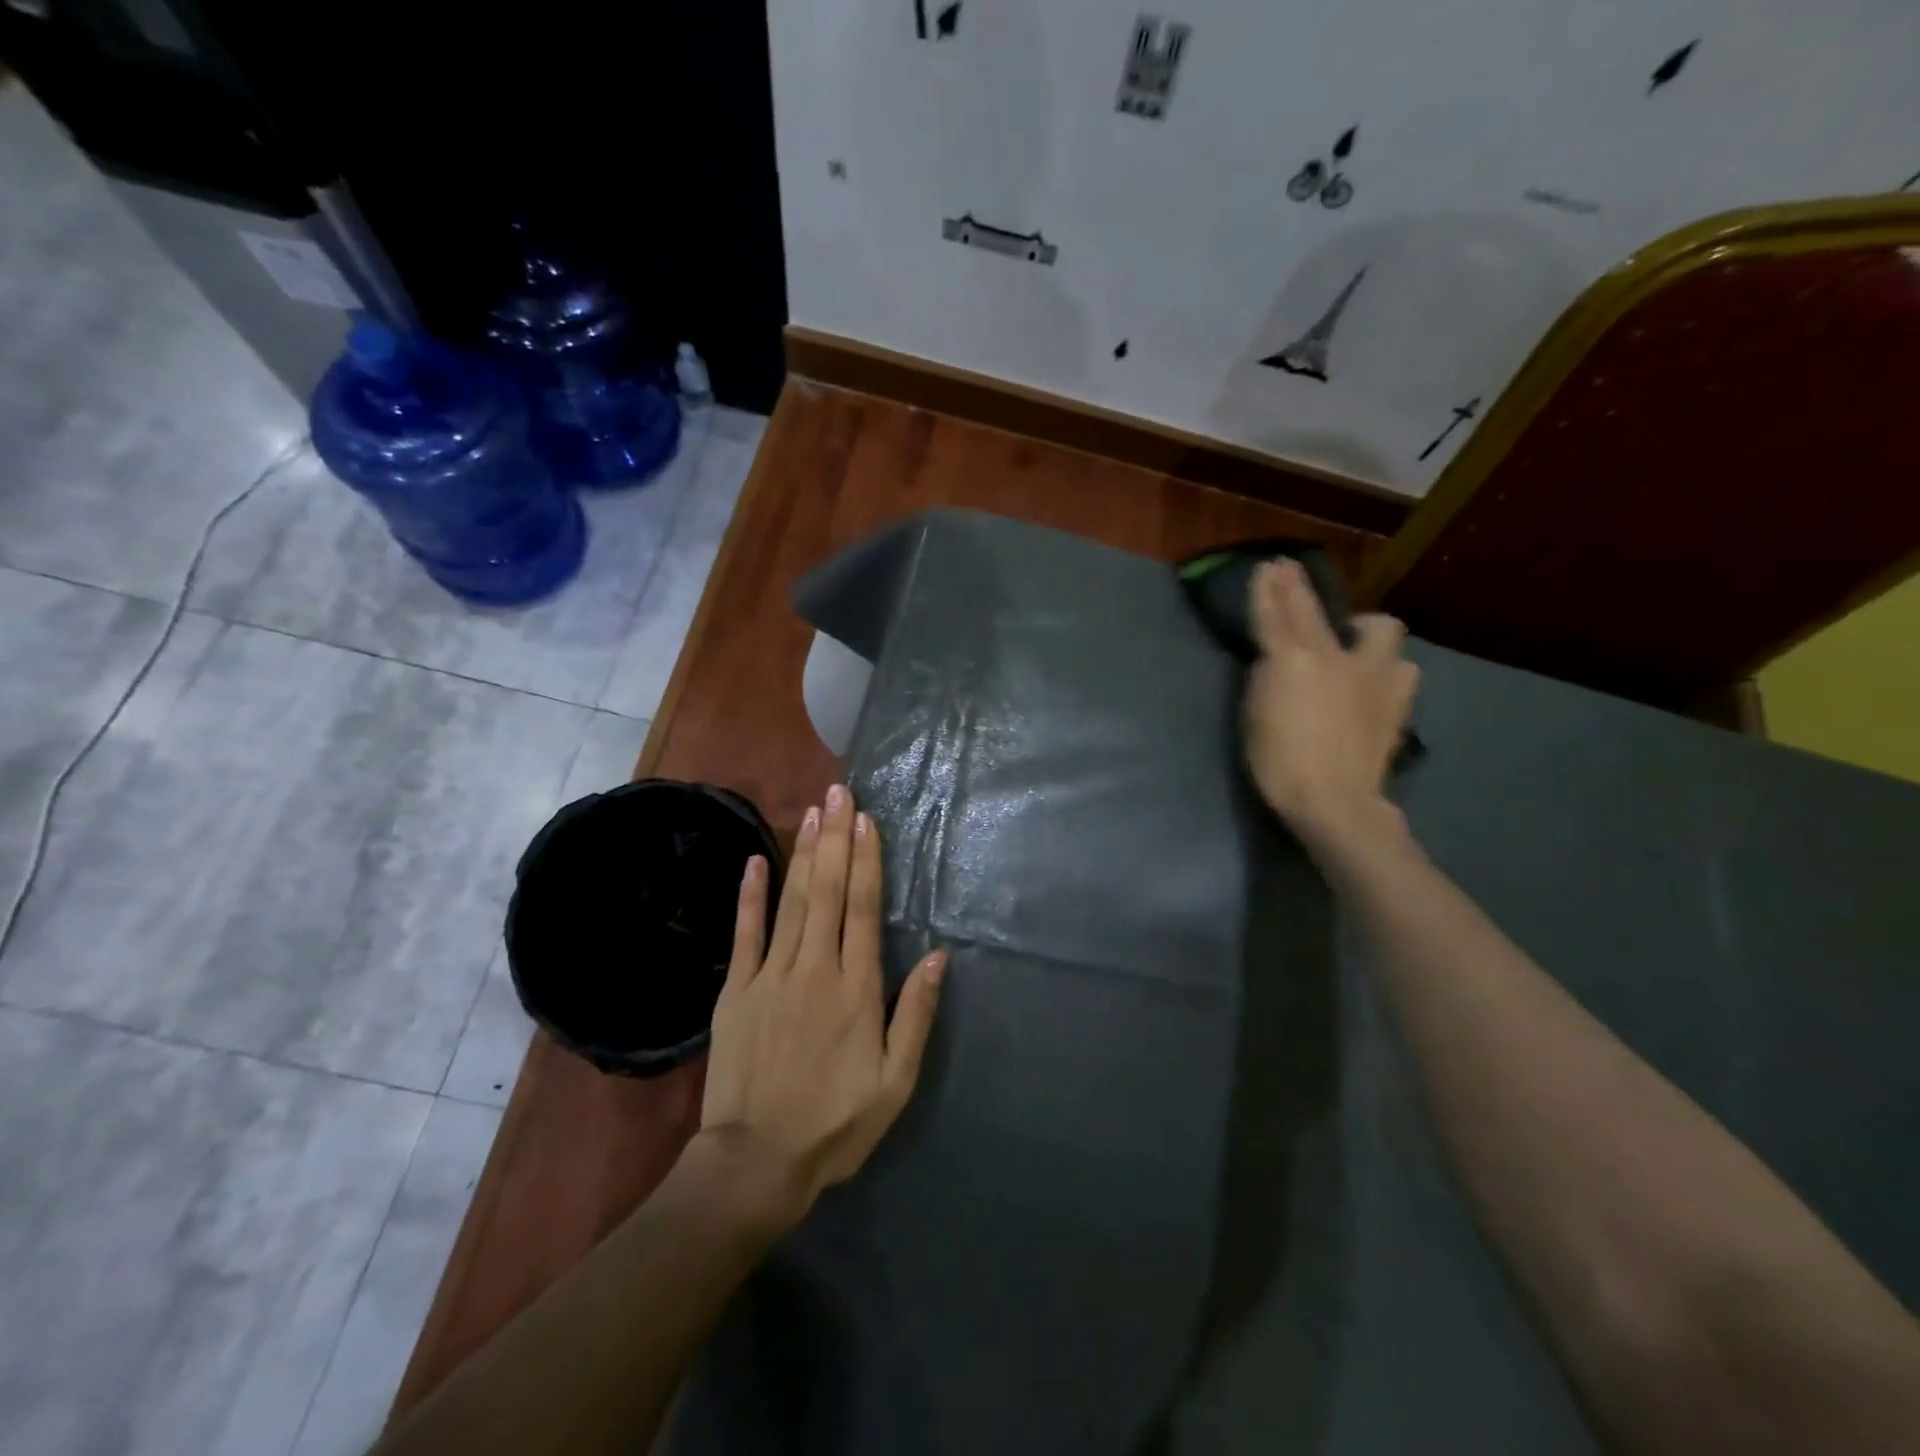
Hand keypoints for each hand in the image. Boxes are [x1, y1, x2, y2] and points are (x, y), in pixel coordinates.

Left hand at [699, 785, 947, 1224]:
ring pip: (792, 901)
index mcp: (856, 988)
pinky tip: (757, 860)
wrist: (755, 1163)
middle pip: (828, 891)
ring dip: (804, 853)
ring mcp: (771, 975)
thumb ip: (915, 1016)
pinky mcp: (737, 990)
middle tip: (839, 792)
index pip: (863, 909)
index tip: (867, 819)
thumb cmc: (835, 1123)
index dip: (866, 860)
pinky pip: (746, 933)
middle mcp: (815, 968)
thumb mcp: (895, 1082)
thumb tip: (938, 957)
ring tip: (813, 811)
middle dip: (836, 838)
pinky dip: (751, 895)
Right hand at [1244, 560, 1418, 856]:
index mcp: (1293, 659)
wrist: (1334, 800)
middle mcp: (1335, 656)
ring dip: (1364, 631)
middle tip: (1290, 574)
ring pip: (1380, 630)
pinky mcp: (1396, 702)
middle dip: (1298, 589)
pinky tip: (1375, 682)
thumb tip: (1276, 658)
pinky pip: (1399, 668)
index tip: (1267, 566)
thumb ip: (1267, 676)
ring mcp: (1372, 676)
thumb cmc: (1279, 762)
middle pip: (1315, 610)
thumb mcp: (1254, 715)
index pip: (1276, 612)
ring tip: (1353, 643)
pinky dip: (1386, 669)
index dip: (1269, 587)